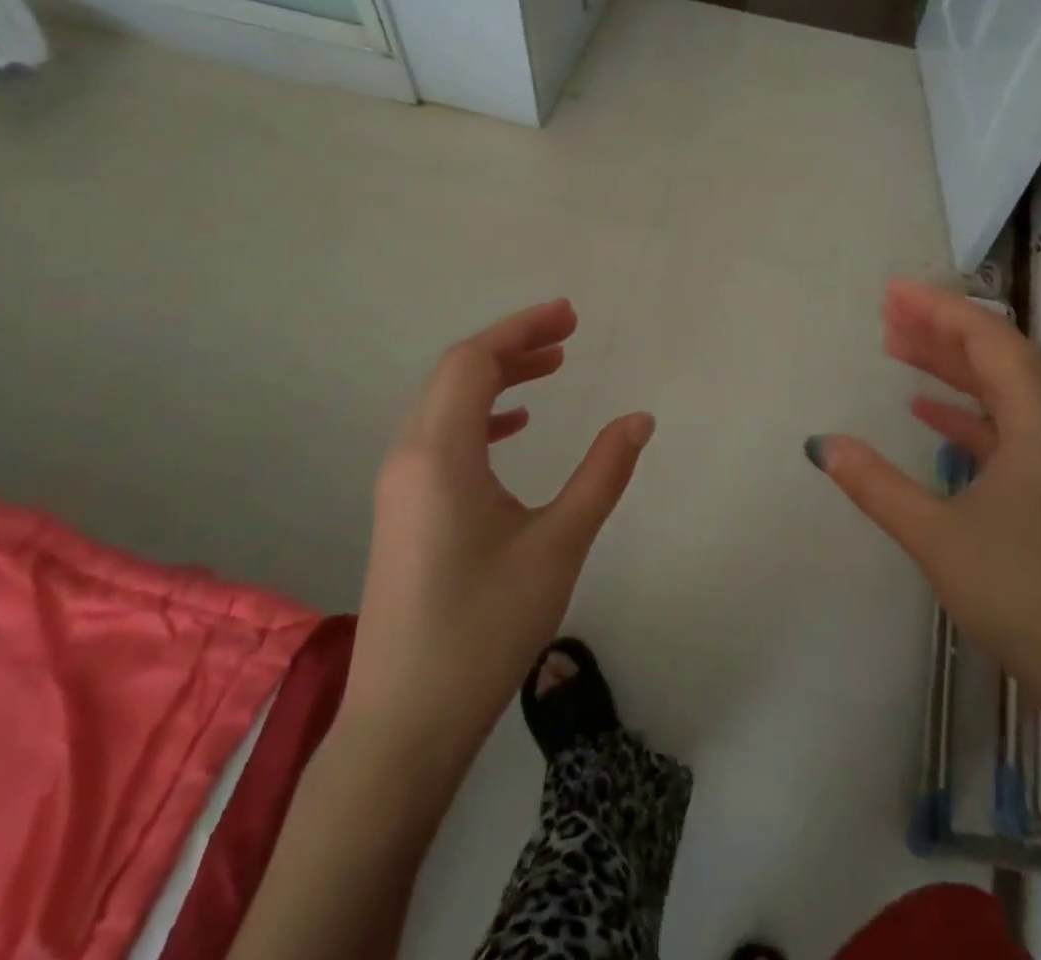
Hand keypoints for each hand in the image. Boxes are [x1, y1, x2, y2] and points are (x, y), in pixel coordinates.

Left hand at [340, 299, 654, 749]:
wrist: (406, 723)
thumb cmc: (485, 628)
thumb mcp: (558, 545)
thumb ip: (603, 474)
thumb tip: (640, 419)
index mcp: (440, 454)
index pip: (474, 361)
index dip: (522, 329)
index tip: (571, 316)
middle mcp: (409, 456)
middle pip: (456, 372)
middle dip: (513, 345)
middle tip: (568, 334)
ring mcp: (400, 484)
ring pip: (445, 403)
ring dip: (496, 377)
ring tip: (552, 369)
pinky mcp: (403, 509)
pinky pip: (440, 435)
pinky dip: (480, 414)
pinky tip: (516, 426)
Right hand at [806, 278, 1040, 843]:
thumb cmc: (1023, 595)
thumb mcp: (938, 537)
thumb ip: (876, 485)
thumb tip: (821, 444)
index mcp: (1039, 424)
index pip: (990, 341)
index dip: (940, 309)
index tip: (894, 291)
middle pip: (999, 356)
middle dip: (942, 329)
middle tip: (888, 312)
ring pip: (1003, 391)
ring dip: (952, 367)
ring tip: (898, 348)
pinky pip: (1008, 426)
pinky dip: (967, 411)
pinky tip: (927, 413)